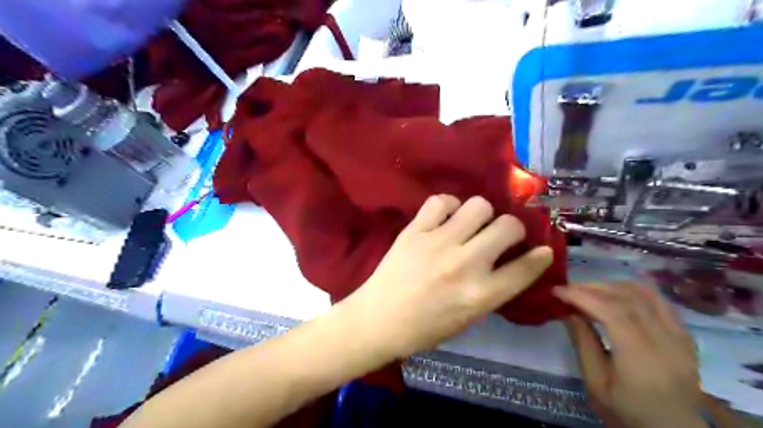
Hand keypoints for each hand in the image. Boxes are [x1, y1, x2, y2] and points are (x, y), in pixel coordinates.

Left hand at [343, 194, 552, 356]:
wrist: (378, 319)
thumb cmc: (425, 328)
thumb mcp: (469, 319)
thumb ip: (493, 290)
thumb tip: (513, 264)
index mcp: (481, 295)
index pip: (526, 268)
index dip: (540, 256)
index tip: (541, 250)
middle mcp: (465, 264)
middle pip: (508, 226)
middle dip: (512, 229)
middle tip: (500, 236)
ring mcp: (439, 243)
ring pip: (479, 205)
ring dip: (481, 215)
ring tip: (471, 225)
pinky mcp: (415, 230)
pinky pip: (441, 201)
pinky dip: (448, 206)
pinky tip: (445, 218)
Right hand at [555, 283, 708, 425]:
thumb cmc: (629, 411)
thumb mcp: (596, 383)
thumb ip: (584, 344)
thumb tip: (569, 312)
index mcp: (641, 357)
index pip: (611, 312)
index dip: (581, 296)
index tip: (557, 290)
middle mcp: (665, 341)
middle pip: (627, 298)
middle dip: (593, 288)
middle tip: (569, 289)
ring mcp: (680, 337)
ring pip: (645, 294)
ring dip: (613, 286)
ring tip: (590, 290)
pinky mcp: (685, 336)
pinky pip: (660, 302)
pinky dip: (635, 291)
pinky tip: (617, 292)